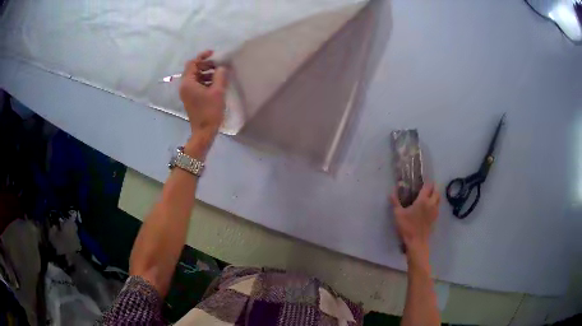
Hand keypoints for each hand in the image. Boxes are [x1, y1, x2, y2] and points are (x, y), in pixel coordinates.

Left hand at [180, 50, 227, 134]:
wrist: (204, 132)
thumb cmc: (210, 111)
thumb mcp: (218, 91)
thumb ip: (220, 76)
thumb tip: (222, 67)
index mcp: (188, 83)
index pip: (192, 63)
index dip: (202, 56)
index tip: (213, 53)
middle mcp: (185, 86)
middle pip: (193, 70)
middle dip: (206, 65)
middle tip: (219, 65)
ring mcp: (187, 93)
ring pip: (196, 77)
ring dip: (207, 73)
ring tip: (220, 75)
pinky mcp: (191, 99)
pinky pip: (197, 85)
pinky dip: (205, 81)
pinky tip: (216, 84)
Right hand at [391, 183, 439, 265]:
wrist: (417, 242)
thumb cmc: (407, 227)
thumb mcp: (398, 214)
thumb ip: (395, 201)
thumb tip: (391, 191)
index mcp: (423, 200)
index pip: (428, 186)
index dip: (427, 182)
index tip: (423, 181)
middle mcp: (431, 203)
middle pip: (436, 191)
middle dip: (433, 187)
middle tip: (427, 187)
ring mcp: (435, 211)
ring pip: (438, 199)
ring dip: (435, 195)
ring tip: (429, 196)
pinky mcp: (435, 218)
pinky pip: (437, 207)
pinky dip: (435, 203)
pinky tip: (429, 207)